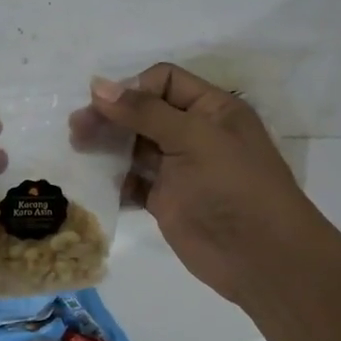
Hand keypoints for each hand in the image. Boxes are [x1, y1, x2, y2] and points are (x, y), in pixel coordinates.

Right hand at [86, 63, 328, 301]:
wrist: (263, 259)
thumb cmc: (234, 187)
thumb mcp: (193, 138)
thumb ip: (144, 112)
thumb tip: (98, 85)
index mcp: (211, 109)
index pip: (164, 81)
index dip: (133, 88)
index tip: (105, 106)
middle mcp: (194, 133)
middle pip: (142, 111)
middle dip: (110, 116)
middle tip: (77, 128)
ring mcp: (178, 168)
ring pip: (133, 144)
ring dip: (106, 144)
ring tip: (78, 148)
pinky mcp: (165, 199)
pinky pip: (132, 179)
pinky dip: (112, 177)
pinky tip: (93, 179)